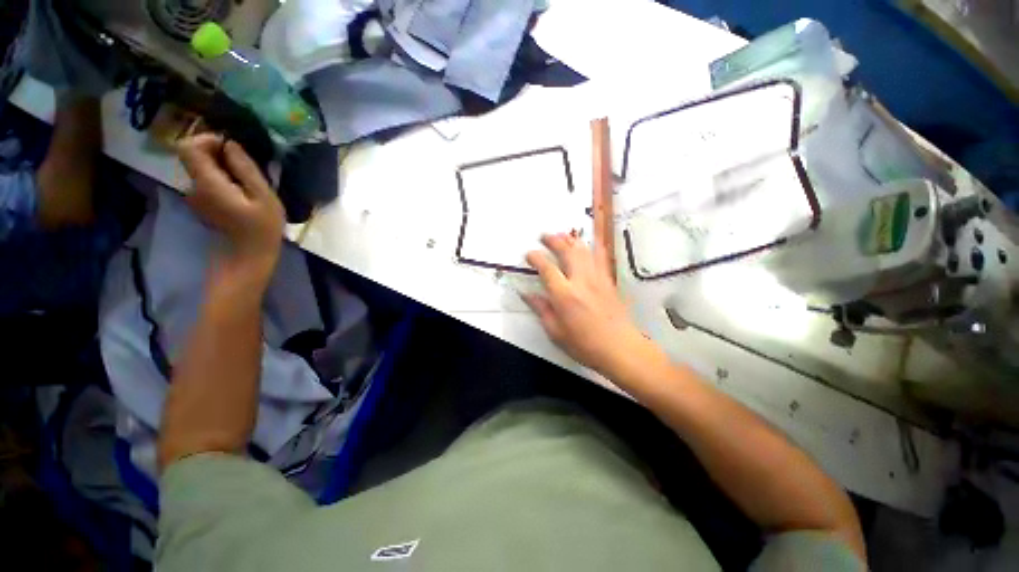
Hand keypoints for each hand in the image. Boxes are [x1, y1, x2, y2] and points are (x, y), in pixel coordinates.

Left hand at [178, 134, 284, 286]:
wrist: (248, 257)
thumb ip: (246, 169)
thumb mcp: (264, 196)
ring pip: (202, 168)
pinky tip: (241, 192)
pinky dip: (221, 178)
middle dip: (218, 153)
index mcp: (207, 182)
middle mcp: (193, 185)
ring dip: (222, 167)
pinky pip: (206, 180)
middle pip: (194, 155)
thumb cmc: (262, 228)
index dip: (207, 139)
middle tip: (246, 166)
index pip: (188, 146)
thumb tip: (231, 145)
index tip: (232, 148)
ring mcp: (195, 196)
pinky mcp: (201, 203)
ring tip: (248, 181)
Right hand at [524, 234, 650, 376]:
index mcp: (564, 295)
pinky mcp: (608, 281)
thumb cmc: (584, 344)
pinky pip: (600, 257)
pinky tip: (588, 243)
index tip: (529, 254)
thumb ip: (541, 309)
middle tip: (544, 236)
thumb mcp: (556, 332)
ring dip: (571, 239)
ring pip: (584, 250)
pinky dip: (591, 246)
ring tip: (562, 235)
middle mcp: (581, 281)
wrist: (620, 348)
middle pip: (567, 251)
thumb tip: (527, 294)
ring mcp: (597, 278)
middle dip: (554, 240)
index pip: (547, 268)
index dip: (535, 258)